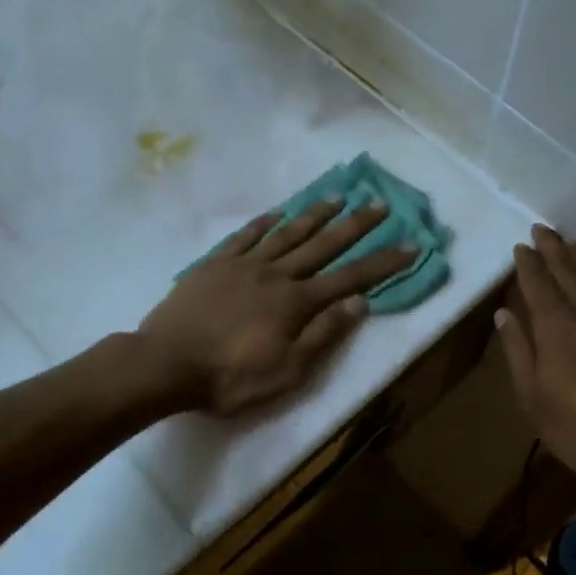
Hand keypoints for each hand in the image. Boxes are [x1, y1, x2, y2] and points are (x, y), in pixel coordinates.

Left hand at [137, 199, 414, 414]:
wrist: (165, 364)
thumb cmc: (230, 377)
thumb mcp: (287, 370)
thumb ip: (323, 334)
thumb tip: (358, 302)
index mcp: (296, 302)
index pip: (350, 278)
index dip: (383, 263)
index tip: (410, 245)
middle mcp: (276, 274)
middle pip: (323, 245)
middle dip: (355, 225)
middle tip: (380, 204)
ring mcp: (243, 265)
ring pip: (287, 233)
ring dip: (315, 215)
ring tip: (337, 197)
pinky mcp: (215, 265)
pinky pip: (245, 236)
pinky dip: (264, 223)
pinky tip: (277, 213)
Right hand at [495, 225, 575, 485]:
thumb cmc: (571, 425)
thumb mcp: (531, 392)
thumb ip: (518, 349)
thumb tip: (504, 314)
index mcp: (555, 327)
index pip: (539, 284)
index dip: (528, 264)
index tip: (520, 246)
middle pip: (569, 273)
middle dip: (554, 249)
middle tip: (541, 229)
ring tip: (566, 242)